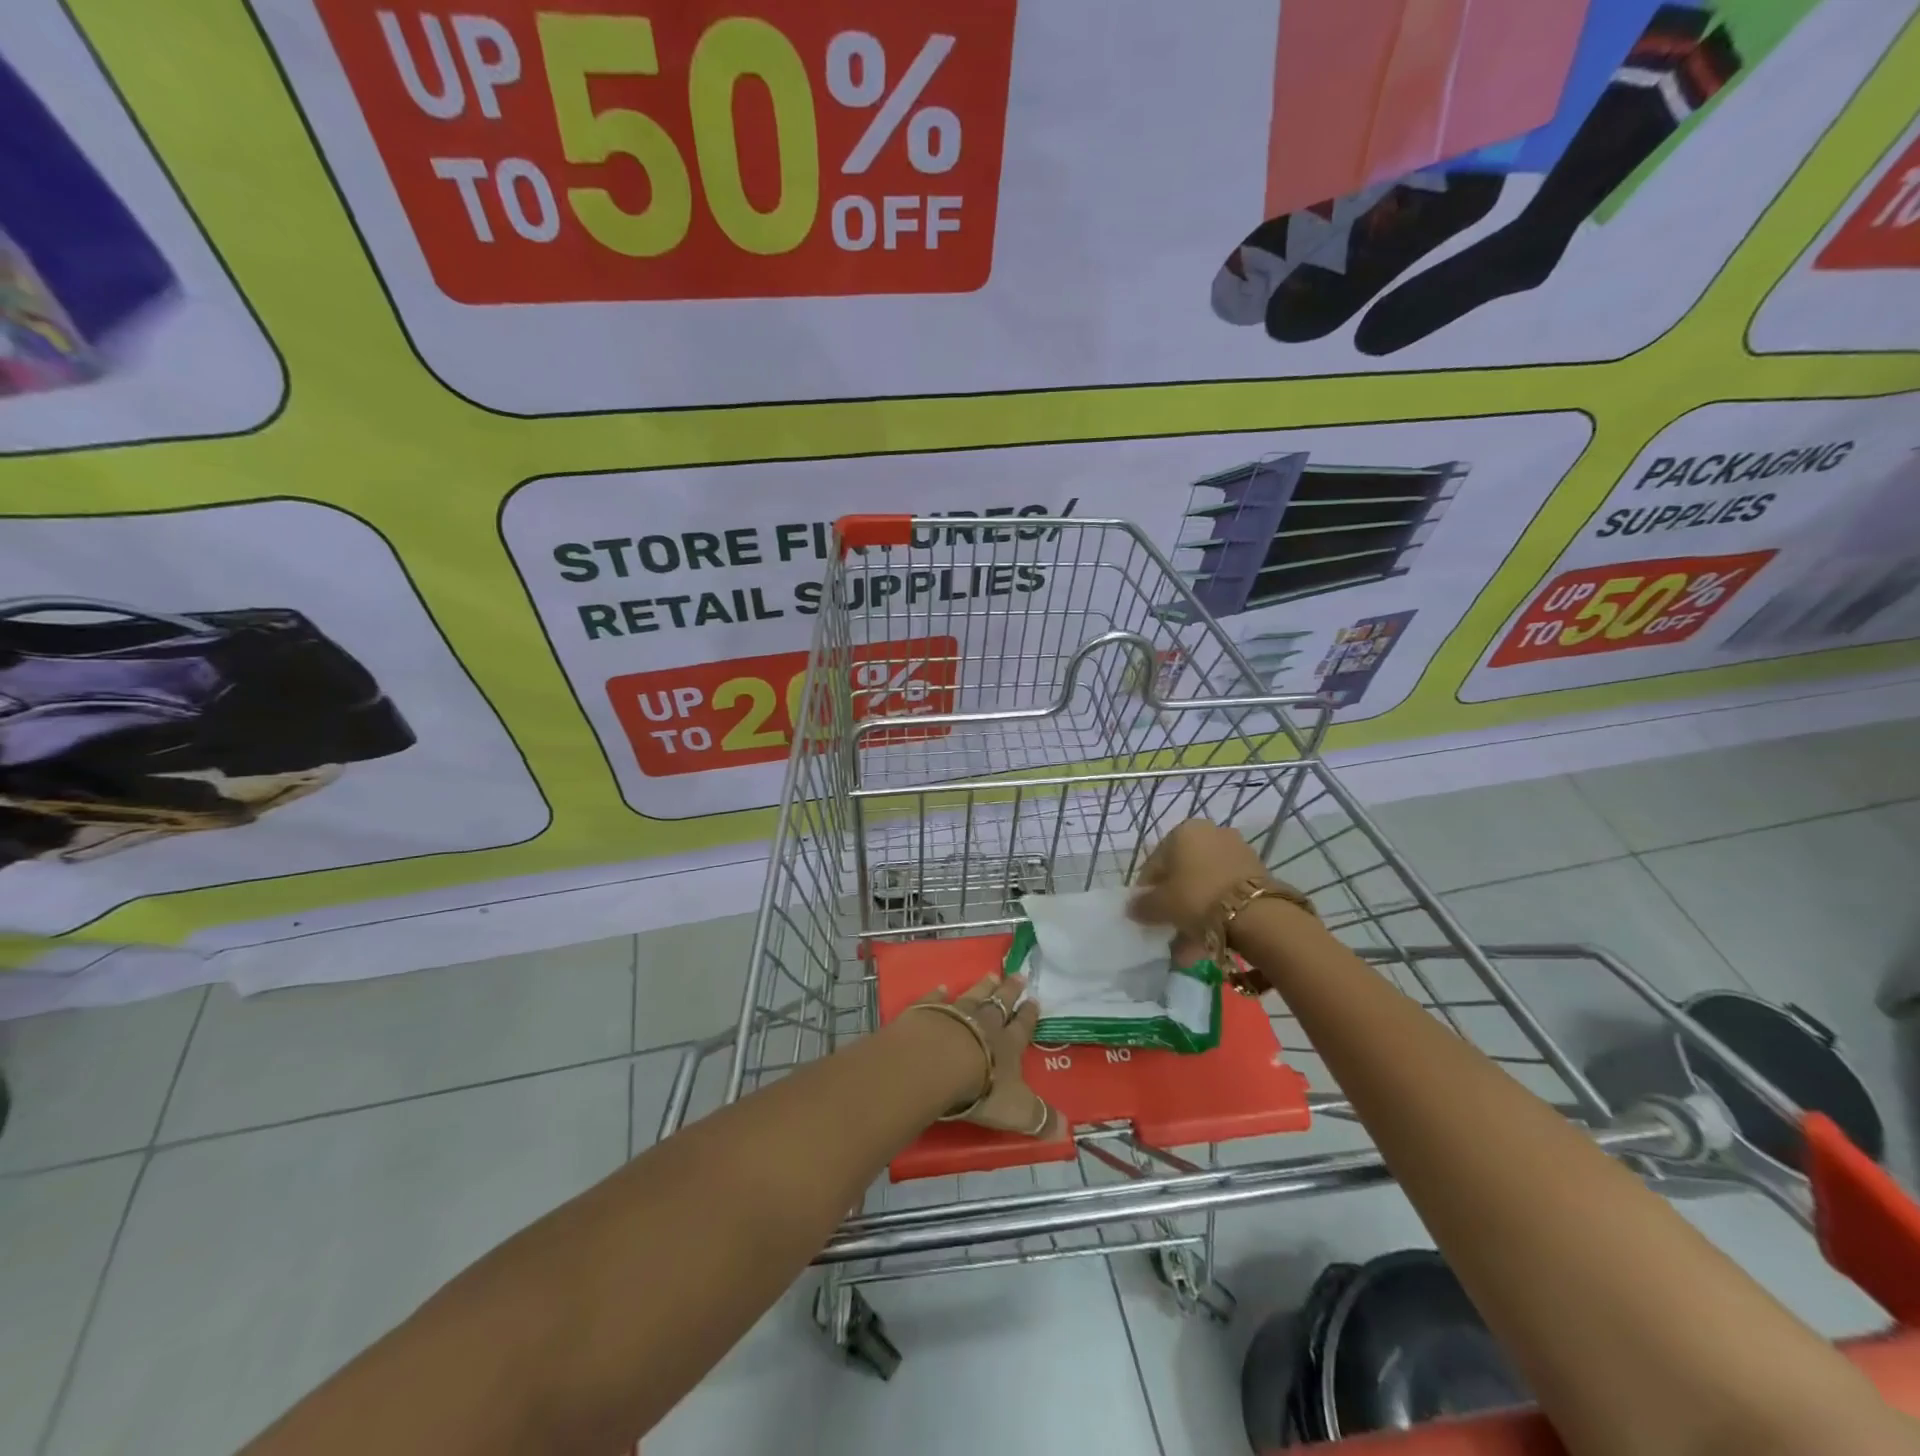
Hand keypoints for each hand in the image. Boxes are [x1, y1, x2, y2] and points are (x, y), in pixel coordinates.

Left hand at [926, 973, 1056, 1137]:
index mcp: (1008, 1045)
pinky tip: (942, 986)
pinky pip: (936, 999)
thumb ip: (1039, 1118)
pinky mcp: (928, 1012)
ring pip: (974, 995)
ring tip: (991, 974)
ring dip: (983, 986)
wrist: (937, 1063)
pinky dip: (940, 993)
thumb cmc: (981, 1088)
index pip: (1022, 1027)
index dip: (1029, 1015)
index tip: (1034, 999)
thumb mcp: (1016, 1110)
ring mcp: (956, 1013)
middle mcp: (985, 1023)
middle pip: (1000, 1003)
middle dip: (1010, 991)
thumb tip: (1066, 1129)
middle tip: (1017, 975)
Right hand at [1128, 818, 1273, 943]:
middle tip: (1167, 927)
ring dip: (1194, 912)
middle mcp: (1211, 833)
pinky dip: (1216, 913)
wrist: (1256, 913)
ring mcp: (1237, 852)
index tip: (1145, 913)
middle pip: (1183, 873)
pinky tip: (1208, 941)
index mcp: (1184, 831)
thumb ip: (1143, 906)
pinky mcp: (1257, 873)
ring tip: (1187, 946)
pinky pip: (1226, 894)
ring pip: (1205, 885)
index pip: (1155, 862)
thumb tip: (1132, 908)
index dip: (1147, 890)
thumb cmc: (1197, 897)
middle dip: (1174, 902)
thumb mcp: (1161, 905)